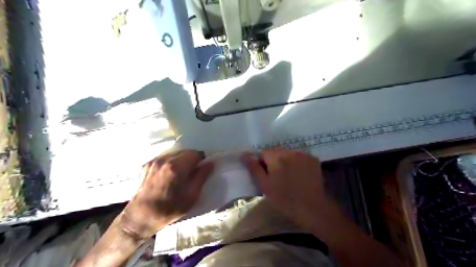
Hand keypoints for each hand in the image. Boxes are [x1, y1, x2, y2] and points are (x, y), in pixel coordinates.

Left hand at [119, 150, 213, 239]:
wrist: (140, 218)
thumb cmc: (169, 209)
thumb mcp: (191, 196)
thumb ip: (202, 177)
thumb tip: (210, 163)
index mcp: (176, 167)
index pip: (194, 153)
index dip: (201, 160)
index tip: (201, 169)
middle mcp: (164, 160)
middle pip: (184, 152)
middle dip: (191, 160)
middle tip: (191, 173)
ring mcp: (153, 161)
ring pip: (174, 154)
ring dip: (180, 161)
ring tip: (179, 175)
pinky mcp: (146, 165)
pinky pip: (163, 159)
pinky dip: (169, 163)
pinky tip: (167, 176)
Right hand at [243, 148, 337, 231]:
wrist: (312, 208)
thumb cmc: (284, 199)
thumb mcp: (264, 185)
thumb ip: (254, 168)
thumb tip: (244, 155)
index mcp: (277, 157)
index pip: (263, 152)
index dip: (262, 163)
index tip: (267, 176)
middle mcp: (291, 151)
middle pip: (276, 151)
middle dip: (274, 160)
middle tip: (277, 177)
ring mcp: (304, 154)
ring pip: (288, 153)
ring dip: (285, 160)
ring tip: (289, 176)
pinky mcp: (313, 159)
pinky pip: (299, 156)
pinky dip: (297, 162)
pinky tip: (299, 174)